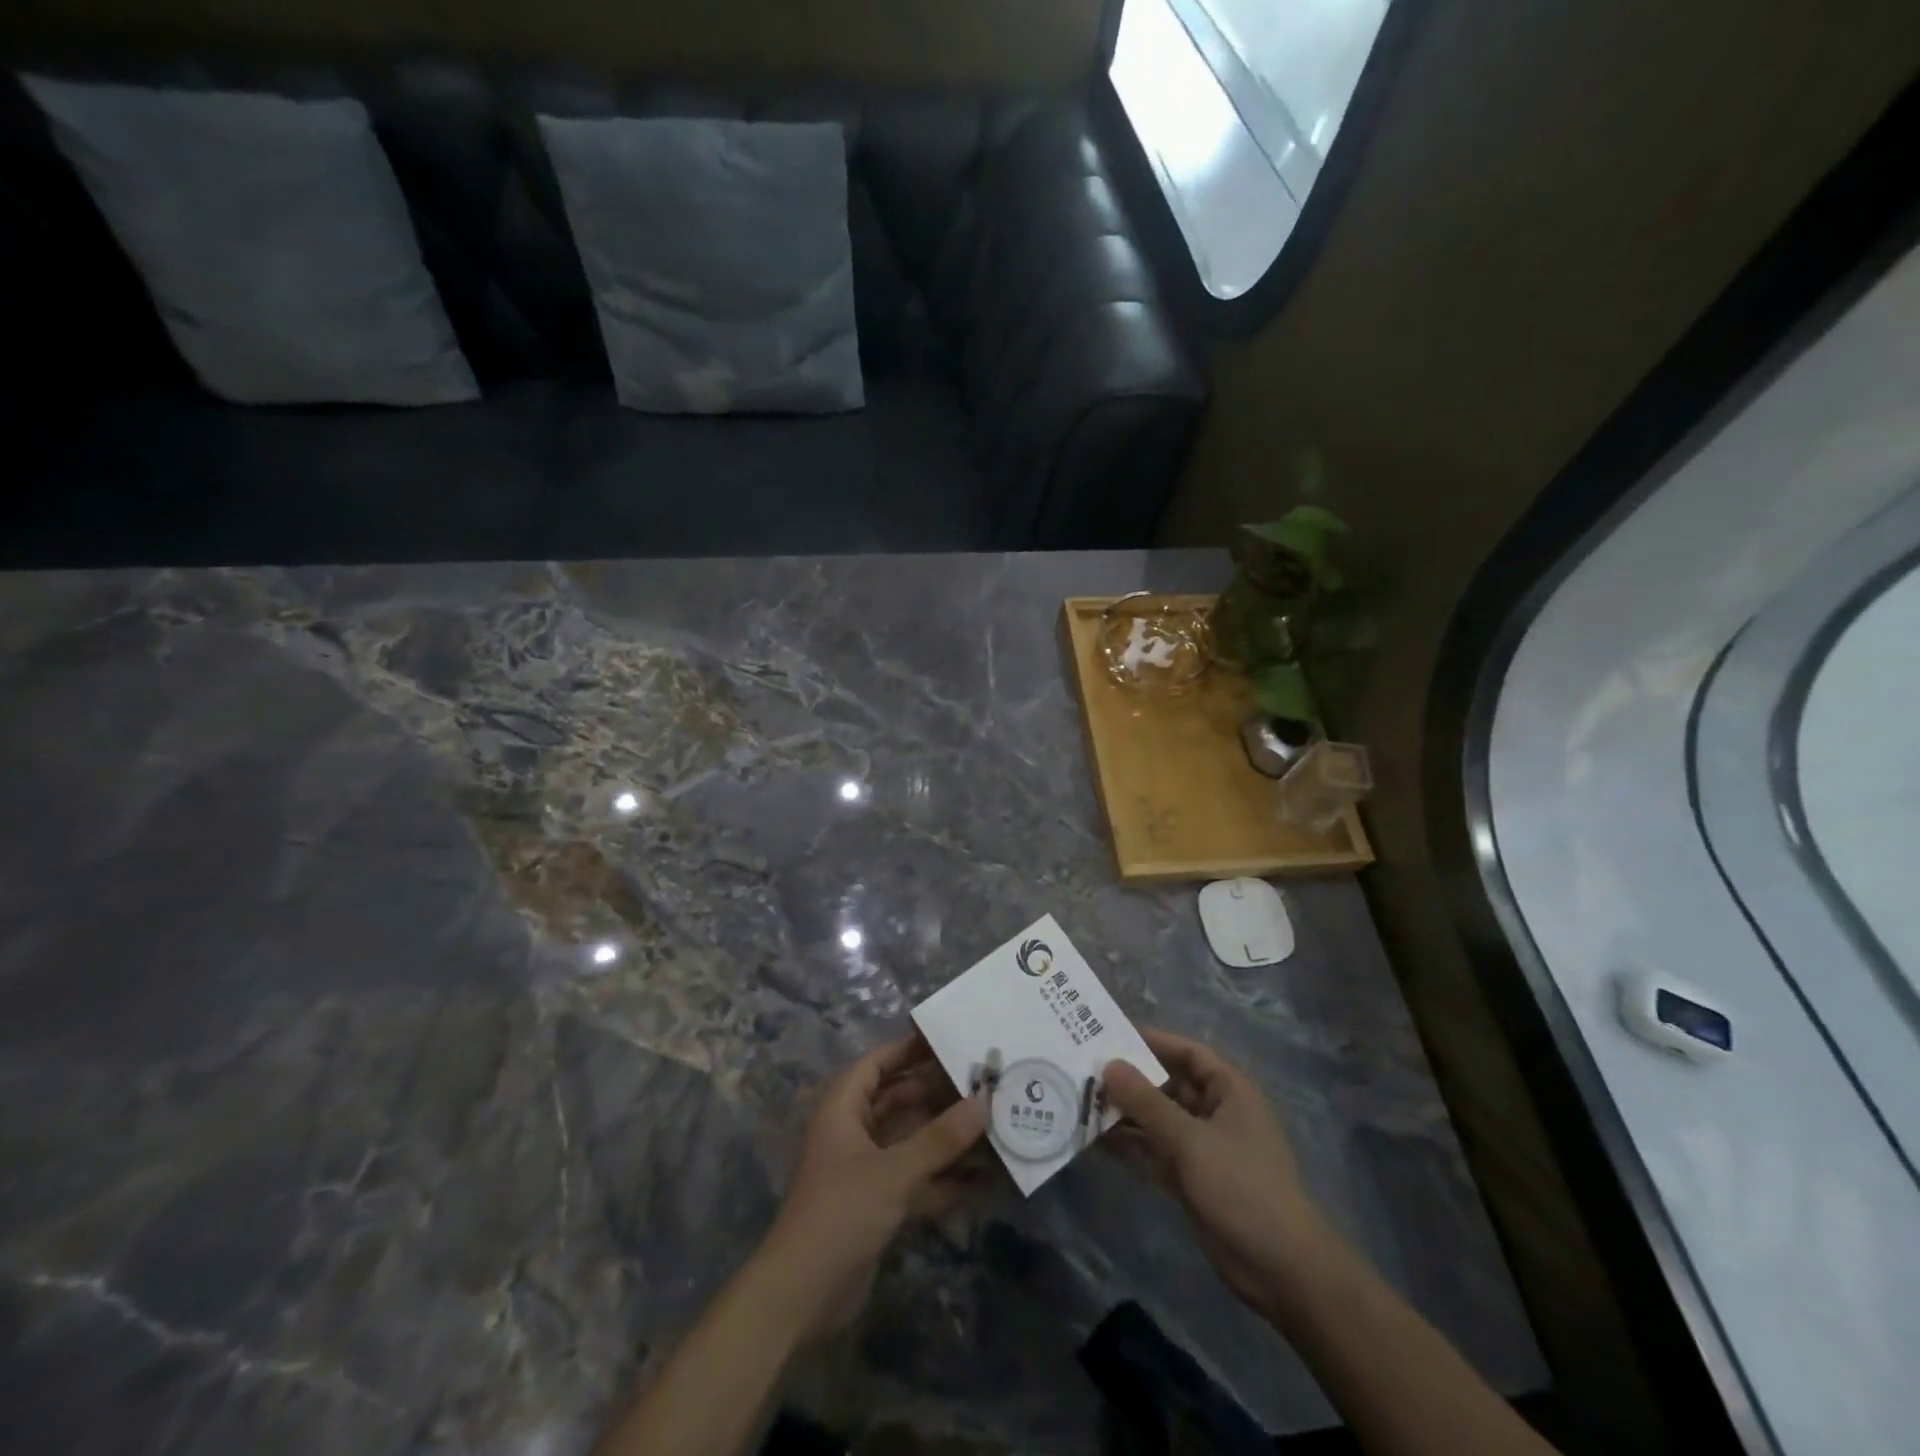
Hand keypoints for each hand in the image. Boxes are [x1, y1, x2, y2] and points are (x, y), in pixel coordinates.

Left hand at [755, 1033, 986, 1340]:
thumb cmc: (841, 1214)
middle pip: (896, 1097)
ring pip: (907, 1137)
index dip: (909, 1049)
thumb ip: (939, 1139)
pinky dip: (940, 1174)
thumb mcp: (893, 1172)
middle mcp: (851, 1130)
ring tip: (987, 1121)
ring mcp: (863, 1167)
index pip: (878, 1063)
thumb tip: (983, 1102)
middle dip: (935, 1091)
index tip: (950, 1040)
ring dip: (941, 1134)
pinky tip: (979, 1177)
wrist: (802, 1296)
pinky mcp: (875, 1202)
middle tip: (979, 1081)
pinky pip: (913, 1175)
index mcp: (843, 1108)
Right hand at [1102, 1027, 1325, 1318]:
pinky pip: (1154, 1152)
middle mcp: (1215, 1113)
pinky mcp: (1190, 1179)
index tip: (1111, 1035)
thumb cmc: (1242, 1187)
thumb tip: (1109, 1065)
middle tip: (1085, 1071)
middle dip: (1130, 1080)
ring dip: (1125, 1114)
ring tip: (1081, 1102)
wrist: (1280, 1270)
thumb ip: (1147, 1103)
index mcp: (1229, 1091)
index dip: (1153, 1041)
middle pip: (1168, 1086)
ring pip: (1157, 1120)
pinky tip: (1095, 1140)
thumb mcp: (1191, 1140)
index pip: (1188, 1053)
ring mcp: (1202, 1147)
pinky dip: (1129, 1146)